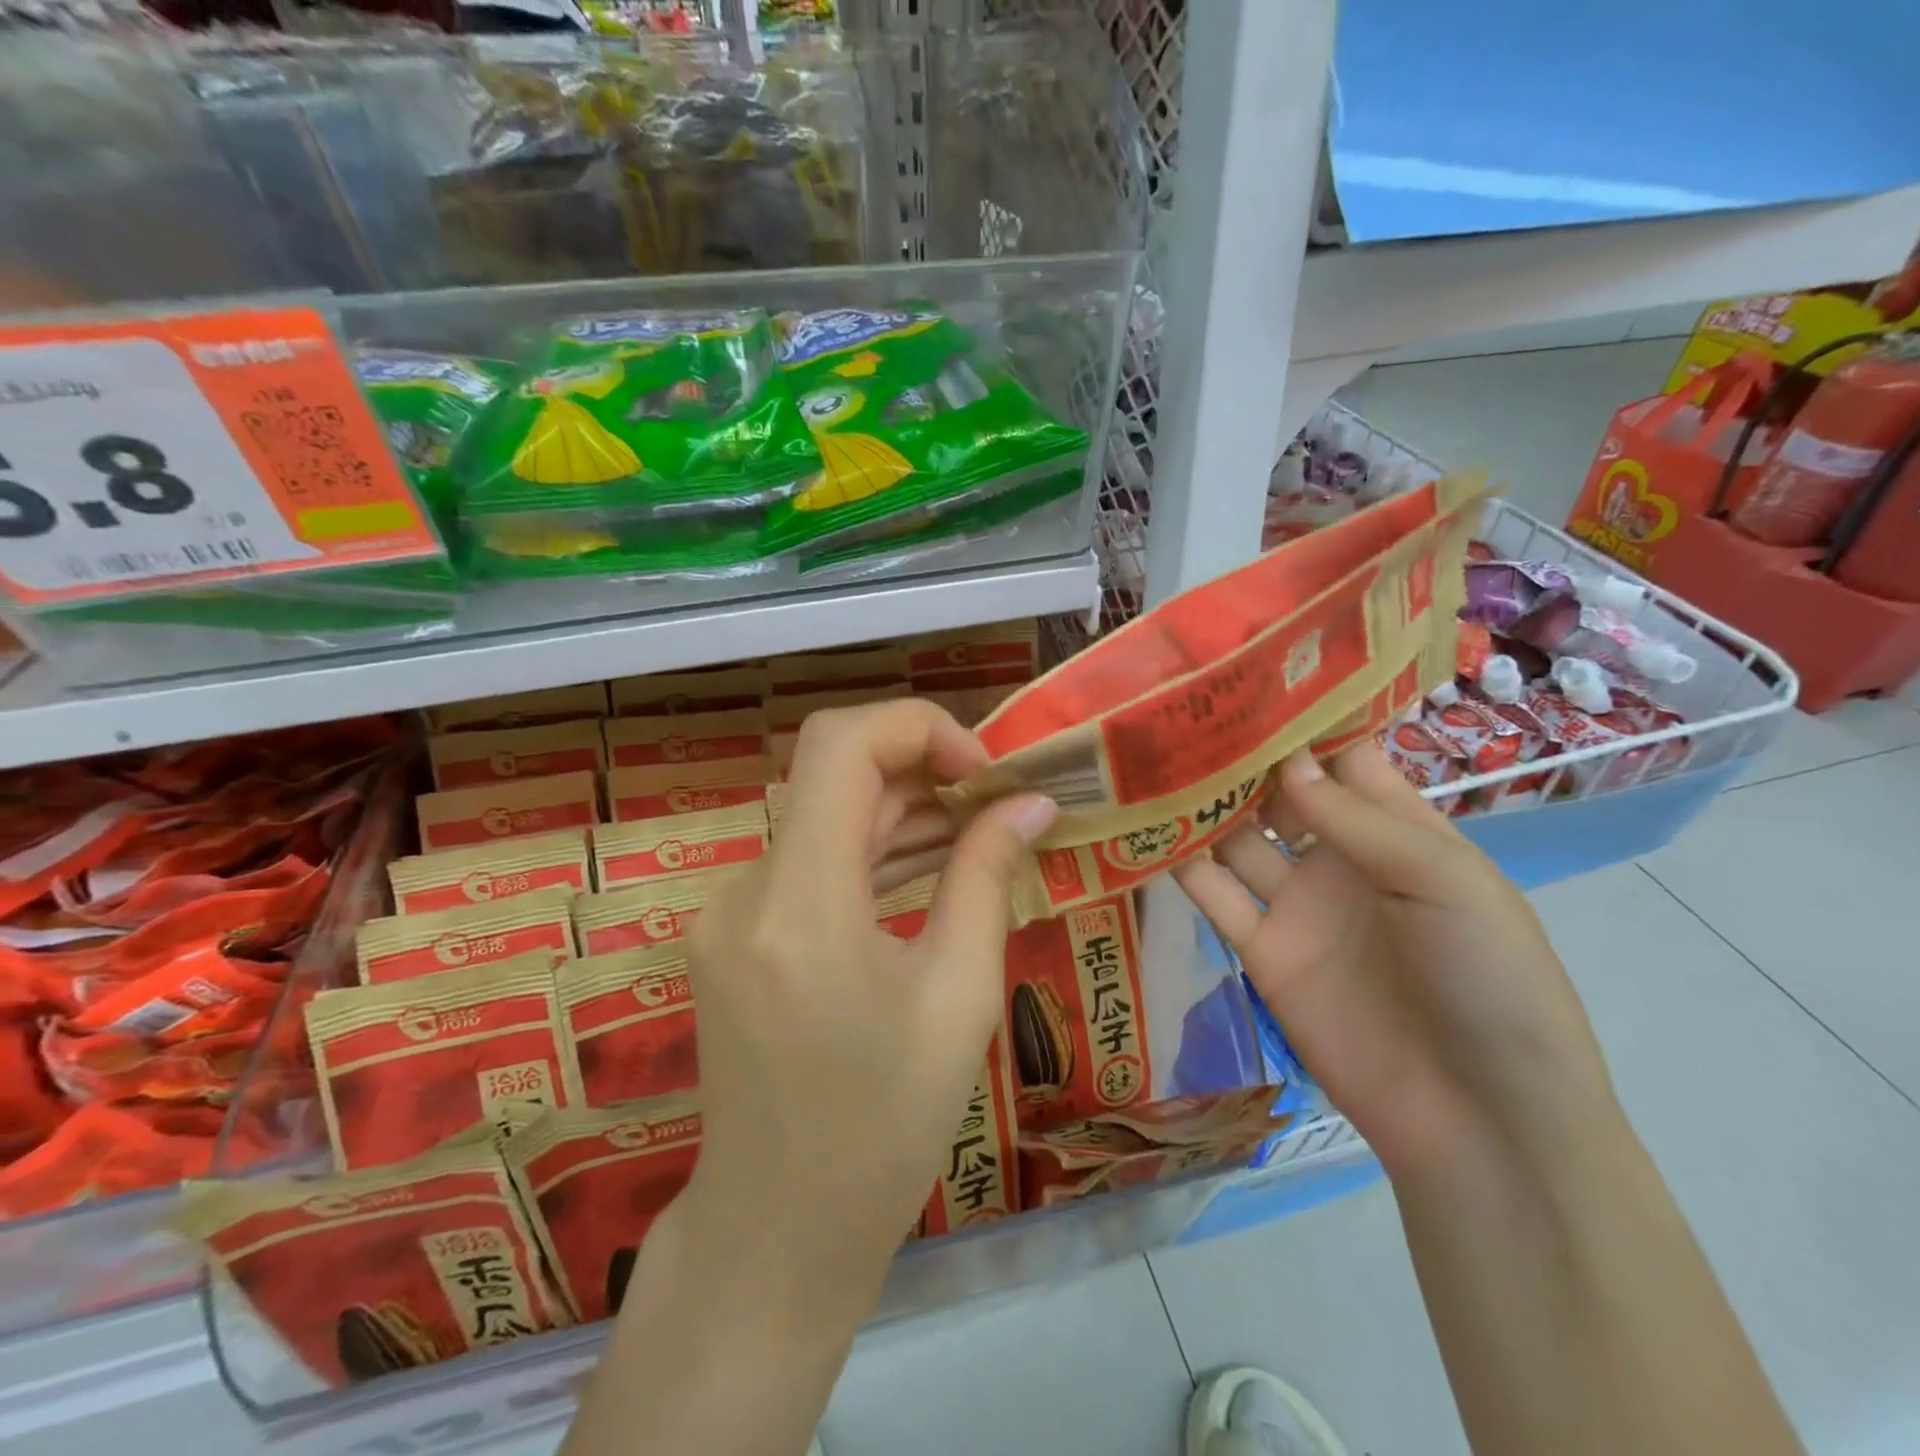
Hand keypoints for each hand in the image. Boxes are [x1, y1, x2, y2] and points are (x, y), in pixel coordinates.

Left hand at [679, 699, 1057, 1296]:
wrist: (776, 1231)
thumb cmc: (884, 1131)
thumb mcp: (959, 999)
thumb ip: (987, 880)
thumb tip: (1030, 804)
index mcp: (801, 906)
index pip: (841, 744)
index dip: (918, 728)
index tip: (983, 771)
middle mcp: (747, 889)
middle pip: (833, 772)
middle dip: (923, 769)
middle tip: (998, 801)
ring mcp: (730, 909)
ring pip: (824, 815)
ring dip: (901, 810)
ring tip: (979, 830)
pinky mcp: (733, 931)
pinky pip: (810, 861)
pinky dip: (869, 851)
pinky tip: (928, 867)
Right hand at [1173, 744, 1616, 1180]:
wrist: (1479, 1119)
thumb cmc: (1491, 982)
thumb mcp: (1445, 884)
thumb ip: (1358, 821)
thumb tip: (1285, 758)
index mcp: (1397, 828)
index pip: (1342, 755)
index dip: (1302, 717)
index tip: (1247, 673)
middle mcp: (1339, 855)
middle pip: (1278, 790)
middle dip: (1240, 755)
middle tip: (1178, 710)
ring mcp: (1297, 903)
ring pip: (1237, 837)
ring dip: (1202, 804)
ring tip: (1149, 758)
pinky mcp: (1260, 950)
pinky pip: (1213, 896)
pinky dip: (1180, 866)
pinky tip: (1141, 830)